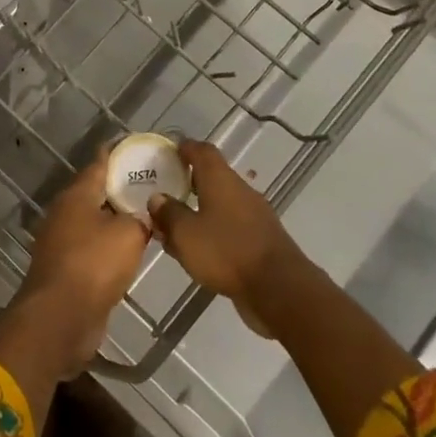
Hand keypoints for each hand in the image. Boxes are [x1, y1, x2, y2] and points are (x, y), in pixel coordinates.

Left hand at [20, 151, 152, 370]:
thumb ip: (140, 219)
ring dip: (116, 220)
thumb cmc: (94, 264)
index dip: (118, 154)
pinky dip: (109, 246)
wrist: (61, 318)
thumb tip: (143, 218)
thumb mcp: (129, 234)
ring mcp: (61, 242)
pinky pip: (92, 248)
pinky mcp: (66, 269)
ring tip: (146, 217)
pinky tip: (130, 251)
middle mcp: (64, 213)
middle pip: (95, 193)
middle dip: (120, 189)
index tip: (137, 149)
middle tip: (151, 185)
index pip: (99, 164)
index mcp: (76, 195)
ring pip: (94, 222)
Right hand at [150, 142, 307, 310]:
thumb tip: (158, 198)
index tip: (169, 151)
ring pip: (220, 204)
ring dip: (199, 211)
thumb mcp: (186, 233)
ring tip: (175, 228)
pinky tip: (198, 251)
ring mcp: (254, 215)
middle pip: (212, 177)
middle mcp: (240, 190)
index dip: (185, 148)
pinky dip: (213, 231)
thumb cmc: (226, 251)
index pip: (202, 151)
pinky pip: (230, 227)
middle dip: (188, 182)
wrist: (278, 288)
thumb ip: (169, 213)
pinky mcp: (261, 240)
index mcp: (221, 179)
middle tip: (165, 192)